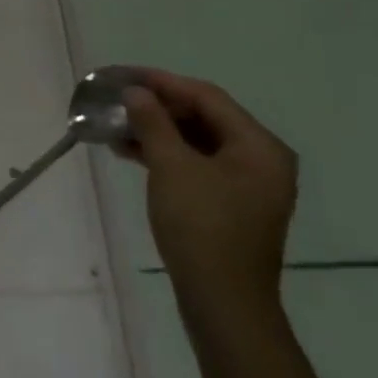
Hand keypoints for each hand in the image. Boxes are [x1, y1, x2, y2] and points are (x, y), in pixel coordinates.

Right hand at [120, 69, 296, 322]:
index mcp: (259, 146)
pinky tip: (131, 153)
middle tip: (117, 100)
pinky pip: (196, 165)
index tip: (124, 75)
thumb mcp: (172, 167)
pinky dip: (165, 155)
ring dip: (157, 131)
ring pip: (197, 142)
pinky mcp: (230, 205)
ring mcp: (247, 185)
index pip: (207, 97)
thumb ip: (153, 122)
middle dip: (158, 107)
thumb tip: (137, 93)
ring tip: (115, 126)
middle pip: (204, 117)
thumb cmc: (202, 226)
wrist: (223, 302)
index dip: (162, 82)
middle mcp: (261, 160)